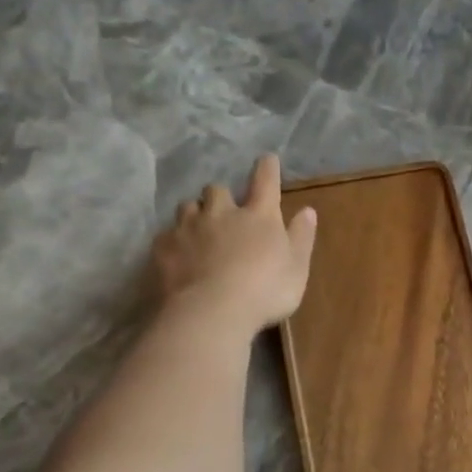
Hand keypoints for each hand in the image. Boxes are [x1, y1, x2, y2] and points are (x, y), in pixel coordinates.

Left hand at [152, 155, 316, 336]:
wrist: (212, 312)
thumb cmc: (265, 291)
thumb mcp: (297, 268)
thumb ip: (301, 238)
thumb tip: (307, 210)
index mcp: (259, 216)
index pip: (265, 182)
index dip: (267, 168)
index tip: (267, 159)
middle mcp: (221, 212)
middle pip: (217, 190)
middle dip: (221, 196)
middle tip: (225, 211)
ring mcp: (189, 227)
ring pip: (188, 206)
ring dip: (195, 213)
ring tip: (199, 230)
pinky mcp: (164, 247)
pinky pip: (166, 234)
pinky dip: (174, 240)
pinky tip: (178, 255)